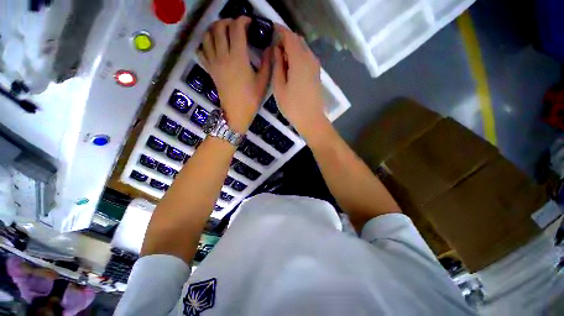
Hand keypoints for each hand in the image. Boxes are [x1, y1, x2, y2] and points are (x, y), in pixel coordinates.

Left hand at [198, 17, 271, 132]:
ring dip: (215, 29)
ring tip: (224, 32)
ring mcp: (214, 62)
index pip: (237, 29)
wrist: (236, 112)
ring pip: (208, 36)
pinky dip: (205, 43)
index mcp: (238, 58)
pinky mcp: (210, 69)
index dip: (243, 20)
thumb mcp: (263, 81)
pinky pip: (202, 50)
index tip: (249, 22)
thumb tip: (270, 48)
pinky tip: (213, 46)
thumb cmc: (251, 99)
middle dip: (228, 21)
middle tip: (237, 26)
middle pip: (219, 27)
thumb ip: (267, 62)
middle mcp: (223, 56)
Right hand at [272, 25, 326, 136]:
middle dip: (286, 39)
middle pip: (298, 41)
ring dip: (292, 48)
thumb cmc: (292, 107)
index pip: (289, 37)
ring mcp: (315, 66)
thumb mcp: (279, 87)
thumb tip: (276, 50)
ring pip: (303, 49)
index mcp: (299, 60)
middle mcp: (310, 59)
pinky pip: (307, 58)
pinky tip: (291, 67)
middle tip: (274, 48)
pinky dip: (298, 56)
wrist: (311, 120)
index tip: (270, 31)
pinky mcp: (317, 74)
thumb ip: (277, 66)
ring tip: (281, 58)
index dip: (279, 31)